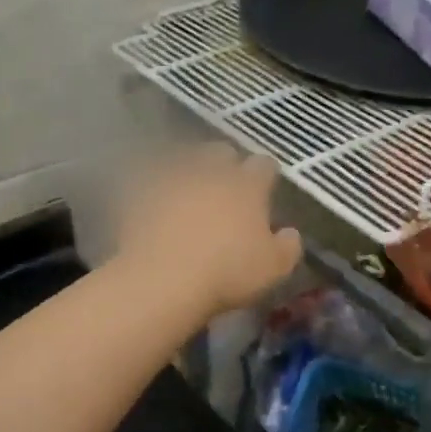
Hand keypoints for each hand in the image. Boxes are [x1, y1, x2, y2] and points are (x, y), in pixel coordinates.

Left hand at [115, 145, 303, 316]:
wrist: (163, 279)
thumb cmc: (228, 272)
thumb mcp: (274, 268)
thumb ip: (288, 246)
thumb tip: (290, 233)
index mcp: (247, 185)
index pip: (264, 165)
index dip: (266, 175)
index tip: (265, 189)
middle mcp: (211, 171)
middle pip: (221, 152)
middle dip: (225, 164)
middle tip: (225, 188)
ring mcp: (173, 178)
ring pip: (184, 162)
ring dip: (189, 172)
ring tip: (188, 194)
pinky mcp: (140, 192)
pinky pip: (149, 182)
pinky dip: (154, 190)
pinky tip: (155, 207)